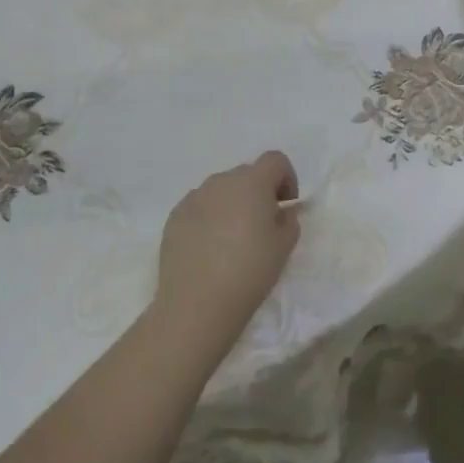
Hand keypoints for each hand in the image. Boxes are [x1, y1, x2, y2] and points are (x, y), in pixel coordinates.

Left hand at [155, 152, 300, 343]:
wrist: (197, 303)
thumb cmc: (250, 271)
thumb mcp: (284, 247)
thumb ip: (289, 219)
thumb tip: (281, 211)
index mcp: (251, 182)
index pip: (274, 160)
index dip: (286, 178)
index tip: (285, 205)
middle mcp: (220, 181)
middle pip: (246, 174)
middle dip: (258, 192)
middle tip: (261, 226)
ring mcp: (193, 198)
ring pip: (220, 191)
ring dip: (231, 204)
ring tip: (232, 240)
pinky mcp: (174, 217)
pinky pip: (199, 207)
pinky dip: (209, 219)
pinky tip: (209, 249)